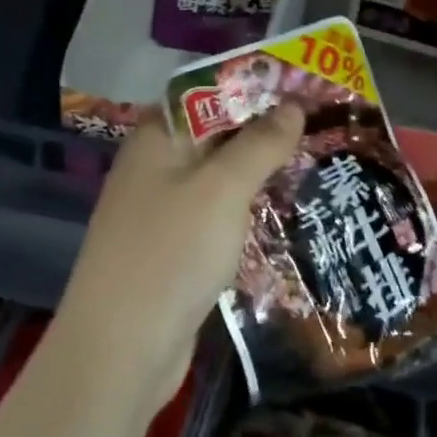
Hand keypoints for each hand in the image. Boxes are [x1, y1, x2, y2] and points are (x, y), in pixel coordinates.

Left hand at [53, 107, 304, 411]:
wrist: (119, 354)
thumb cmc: (170, 253)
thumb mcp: (223, 189)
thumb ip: (260, 143)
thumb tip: (293, 106)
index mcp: (157, 136)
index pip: (207, 90)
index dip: (252, 82)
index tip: (299, 83)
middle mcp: (155, 164)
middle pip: (214, 130)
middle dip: (262, 125)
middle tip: (318, 121)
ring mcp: (161, 208)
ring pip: (217, 173)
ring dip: (257, 167)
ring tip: (310, 158)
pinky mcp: (172, 247)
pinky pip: (215, 210)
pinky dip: (244, 205)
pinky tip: (280, 207)